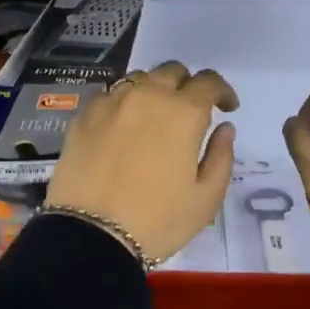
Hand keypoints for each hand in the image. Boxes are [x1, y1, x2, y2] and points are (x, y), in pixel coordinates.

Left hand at [48, 61, 237, 263]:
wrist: (92, 236)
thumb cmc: (158, 221)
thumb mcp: (206, 198)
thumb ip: (221, 156)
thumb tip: (224, 128)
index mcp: (183, 113)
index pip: (209, 82)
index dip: (222, 91)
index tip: (227, 108)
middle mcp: (147, 96)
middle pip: (172, 72)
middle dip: (187, 86)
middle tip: (190, 113)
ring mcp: (111, 102)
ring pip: (139, 79)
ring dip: (154, 91)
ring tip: (155, 118)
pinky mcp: (83, 116)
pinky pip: (109, 95)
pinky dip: (123, 103)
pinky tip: (123, 127)